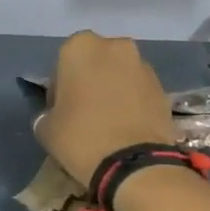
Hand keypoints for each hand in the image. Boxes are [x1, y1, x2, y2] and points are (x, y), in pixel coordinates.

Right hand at [34, 31, 174, 185]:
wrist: (134, 163)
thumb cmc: (81, 137)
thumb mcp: (46, 128)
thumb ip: (47, 113)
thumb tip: (54, 116)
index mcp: (80, 47)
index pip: (62, 64)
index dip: (59, 89)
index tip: (61, 111)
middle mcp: (114, 46)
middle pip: (95, 63)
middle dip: (90, 82)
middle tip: (84, 113)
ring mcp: (143, 65)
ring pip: (119, 75)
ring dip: (113, 90)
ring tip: (108, 122)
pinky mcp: (163, 87)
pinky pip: (139, 90)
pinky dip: (132, 102)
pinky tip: (126, 127)